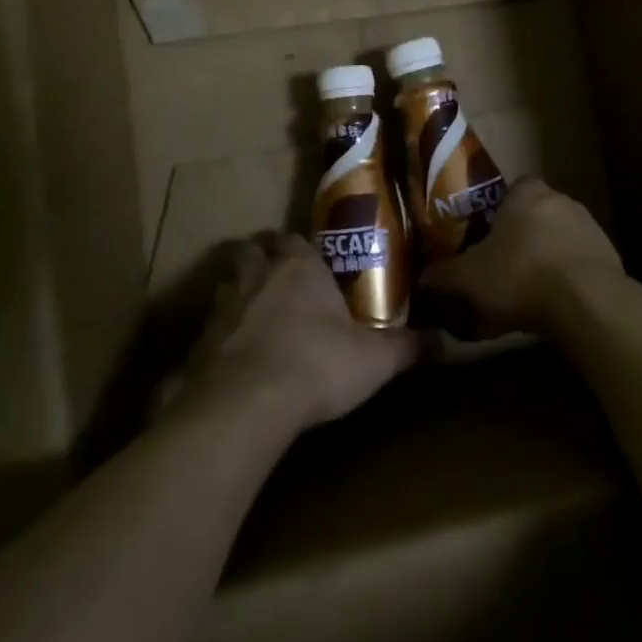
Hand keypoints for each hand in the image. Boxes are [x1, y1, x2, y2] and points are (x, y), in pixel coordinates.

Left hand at [171, 233, 420, 432]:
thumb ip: (407, 347)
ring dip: (238, 296)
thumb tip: (444, 341)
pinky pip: (210, 330)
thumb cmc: (316, 364)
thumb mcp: (374, 359)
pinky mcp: (198, 344)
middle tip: (277, 281)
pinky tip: (234, 360)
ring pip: (226, 286)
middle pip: (251, 252)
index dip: (297, 247)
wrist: (246, 403)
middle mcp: (256, 276)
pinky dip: (220, 338)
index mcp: (298, 266)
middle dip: (261, 260)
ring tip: (255, 319)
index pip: (291, 238)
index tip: (308, 261)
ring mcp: (222, 308)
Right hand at [419, 179, 623, 338]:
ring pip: (558, 238)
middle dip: (521, 237)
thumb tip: (422, 279)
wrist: (587, 303)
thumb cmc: (520, 276)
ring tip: (527, 291)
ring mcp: (590, 227)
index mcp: (527, 193)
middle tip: (502, 266)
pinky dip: (567, 278)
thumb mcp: (468, 279)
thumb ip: (442, 276)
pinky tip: (554, 304)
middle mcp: (561, 200)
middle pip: (535, 214)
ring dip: (545, 258)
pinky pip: (579, 262)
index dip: (497, 211)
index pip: (511, 189)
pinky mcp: (610, 256)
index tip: (486, 236)